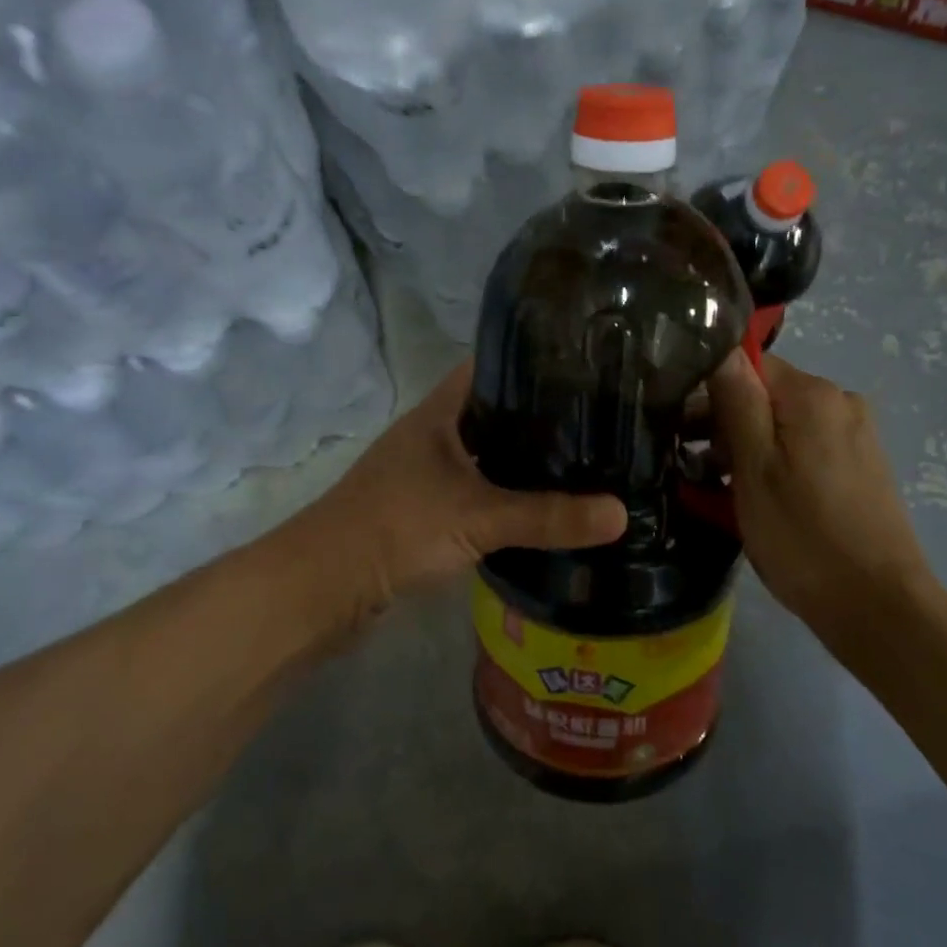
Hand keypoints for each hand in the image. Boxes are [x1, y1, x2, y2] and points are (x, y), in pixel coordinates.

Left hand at [283, 363, 626, 633]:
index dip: (531, 361)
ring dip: (520, 458)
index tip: (582, 368)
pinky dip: (503, 493)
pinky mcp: (422, 509)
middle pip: (492, 411)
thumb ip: (549, 516)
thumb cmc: (398, 528)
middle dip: (537, 415)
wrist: (325, 585)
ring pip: (484, 454)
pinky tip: (537, 506)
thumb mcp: (479, 517)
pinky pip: (474, 489)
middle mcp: (432, 434)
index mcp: (440, 413)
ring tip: (579, 460)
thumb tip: (621, 513)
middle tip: (595, 421)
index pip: (490, 367)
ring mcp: (424, 472)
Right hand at [707, 351, 936, 641]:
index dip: (709, 396)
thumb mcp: (754, 468)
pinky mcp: (862, 466)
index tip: (686, 435)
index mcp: (813, 394)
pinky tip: (760, 501)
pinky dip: (777, 465)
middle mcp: (841, 402)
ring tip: (721, 493)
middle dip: (726, 427)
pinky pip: (805, 449)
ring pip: (783, 425)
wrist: (879, 608)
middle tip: (697, 472)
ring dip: (748, 450)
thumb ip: (736, 402)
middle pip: (765, 395)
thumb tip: (720, 348)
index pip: (747, 366)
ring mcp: (856, 435)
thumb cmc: (803, 537)